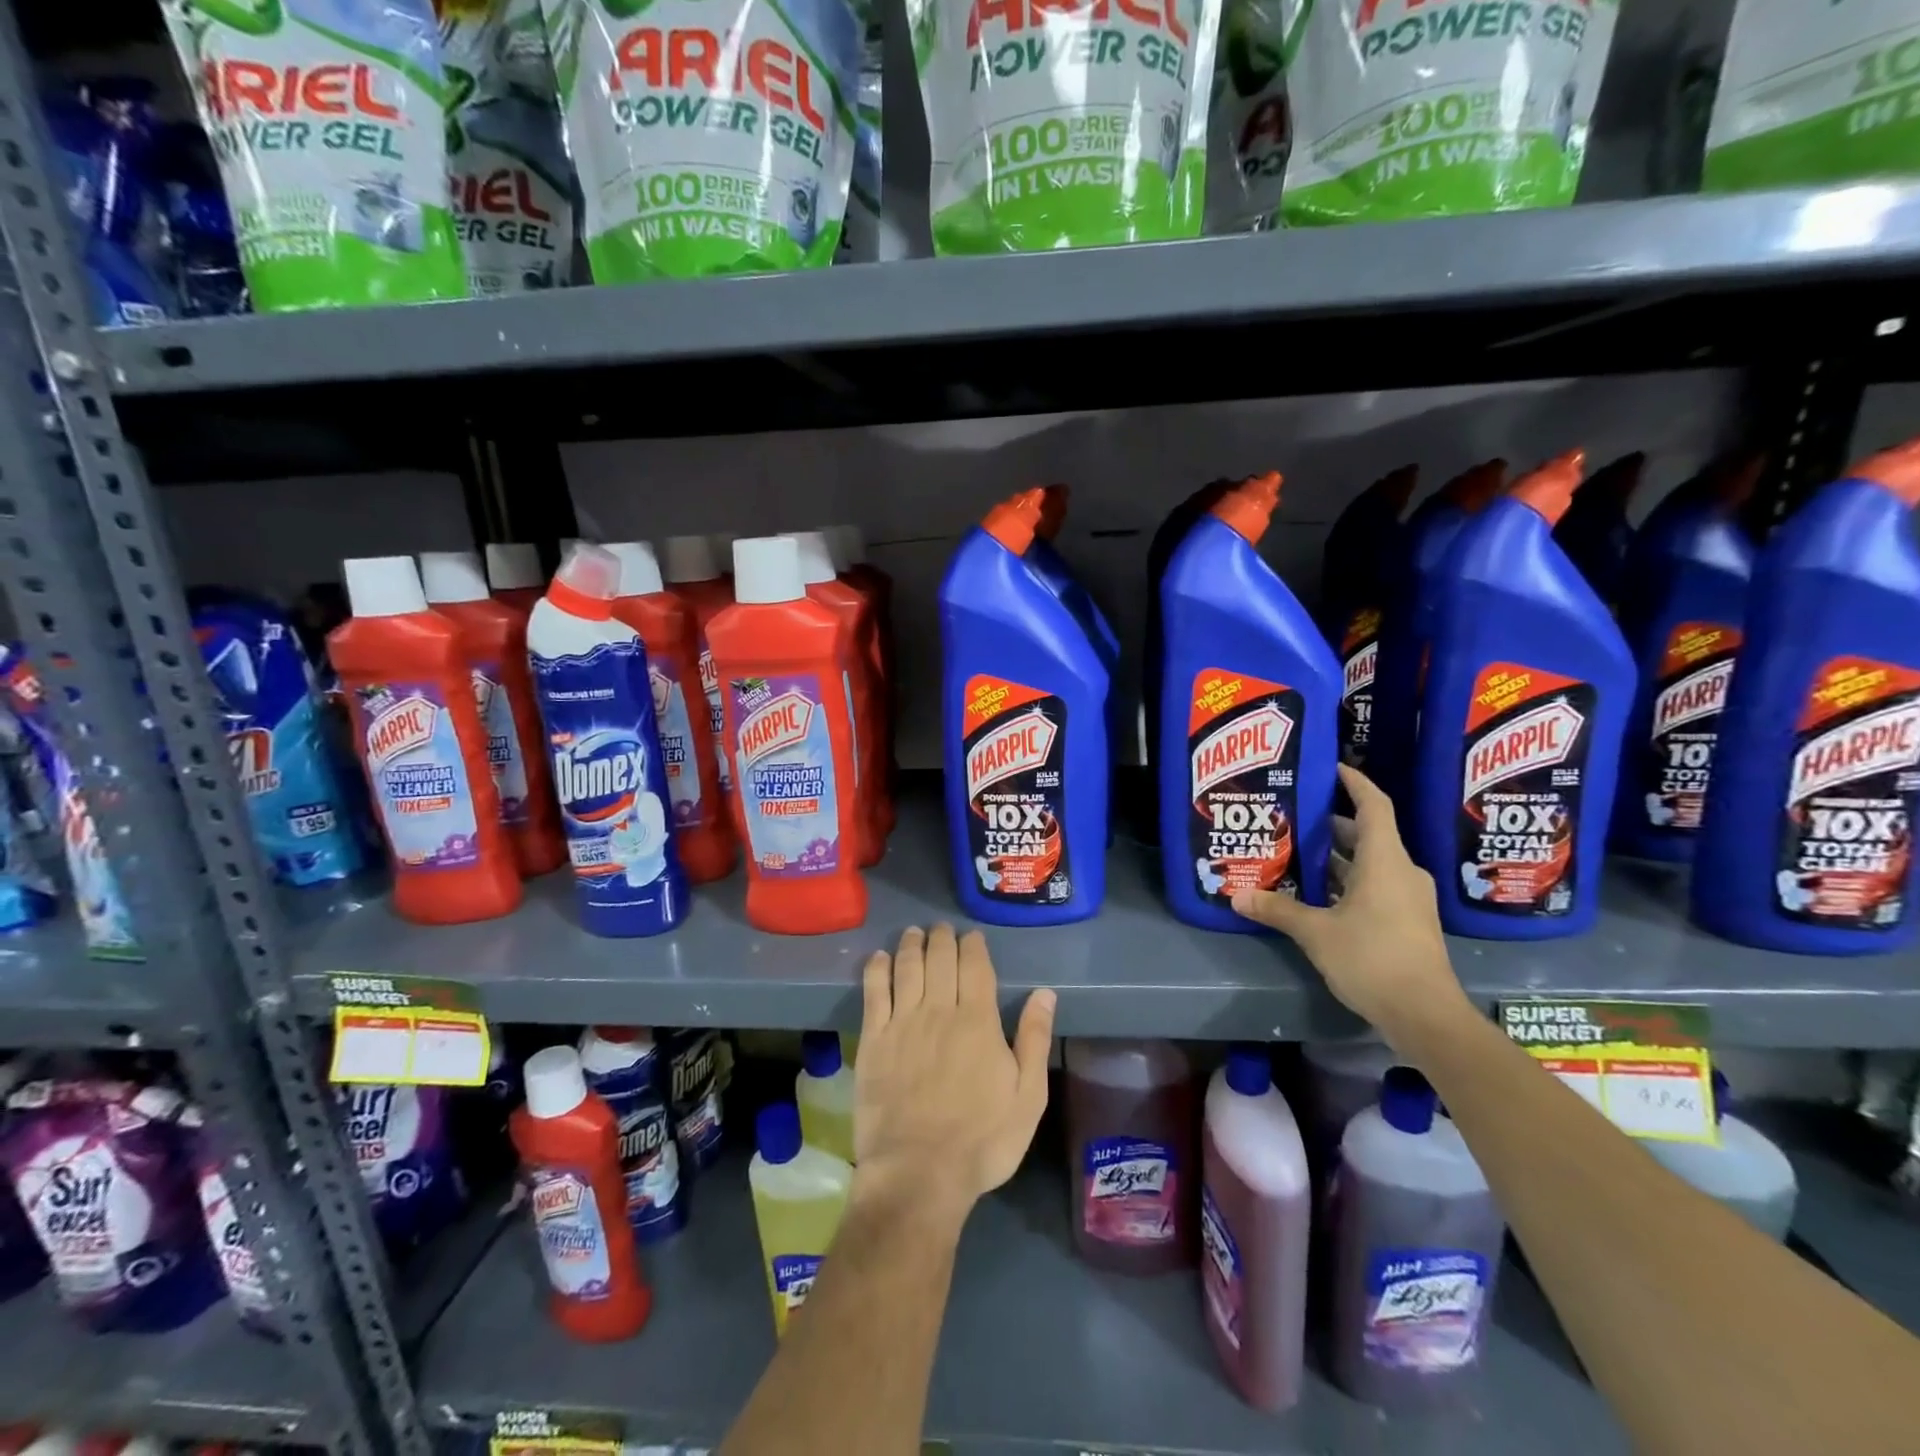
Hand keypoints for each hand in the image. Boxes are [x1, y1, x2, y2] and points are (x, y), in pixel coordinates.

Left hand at [853, 924, 1055, 1226]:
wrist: (918, 1174)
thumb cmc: (982, 1140)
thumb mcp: (1028, 1097)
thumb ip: (1035, 1041)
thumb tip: (1045, 994)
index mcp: (978, 1020)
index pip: (975, 967)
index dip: (973, 946)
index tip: (972, 936)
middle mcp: (939, 1010)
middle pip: (939, 959)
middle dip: (942, 938)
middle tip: (942, 929)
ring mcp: (902, 1023)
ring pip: (906, 968)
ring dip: (911, 945)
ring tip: (914, 933)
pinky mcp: (873, 1041)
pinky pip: (873, 993)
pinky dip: (877, 970)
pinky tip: (879, 958)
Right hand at [1231, 764, 1470, 1052]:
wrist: (1426, 1015)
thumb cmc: (1373, 959)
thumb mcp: (1316, 933)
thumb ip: (1278, 910)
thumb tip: (1237, 896)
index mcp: (1385, 861)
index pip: (1373, 806)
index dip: (1354, 783)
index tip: (1332, 767)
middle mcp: (1402, 872)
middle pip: (1369, 834)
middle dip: (1333, 824)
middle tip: (1296, 817)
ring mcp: (1409, 899)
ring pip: (1371, 863)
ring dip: (1338, 858)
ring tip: (1298, 853)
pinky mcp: (1408, 922)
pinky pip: (1376, 887)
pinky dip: (1349, 882)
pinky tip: (1318, 895)